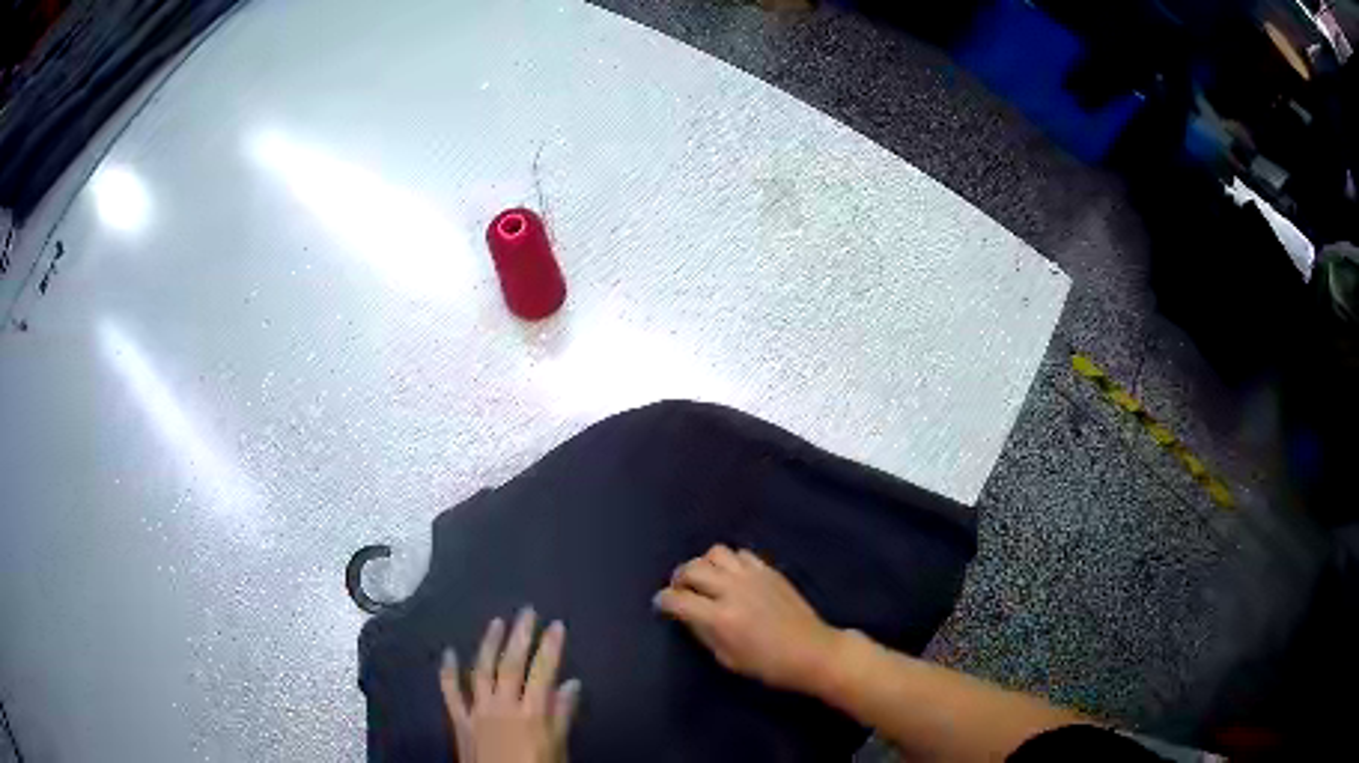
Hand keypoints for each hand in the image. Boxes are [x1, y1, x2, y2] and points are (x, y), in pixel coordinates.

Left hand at [439, 608, 580, 762]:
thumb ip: (562, 715)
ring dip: (489, 644)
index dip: (551, 647)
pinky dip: (448, 671)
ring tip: (497, 622)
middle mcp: (502, 706)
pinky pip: (451, 692)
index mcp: (531, 713)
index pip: (543, 672)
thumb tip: (572, 684)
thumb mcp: (557, 748)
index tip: (557, 625)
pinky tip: (449, 653)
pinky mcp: (459, 719)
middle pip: (511, 664)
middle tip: (527, 611)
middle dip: (521, 636)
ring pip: (482, 670)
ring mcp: (477, 710)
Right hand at [654, 545, 844, 694]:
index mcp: (720, 618)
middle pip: (692, 569)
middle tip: (680, 590)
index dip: (663, 601)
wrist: (812, 651)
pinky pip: (740, 553)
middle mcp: (733, 590)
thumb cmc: (768, 665)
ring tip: (706, 579)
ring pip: (715, 552)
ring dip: (704, 564)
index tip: (661, 604)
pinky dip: (729, 562)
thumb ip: (703, 633)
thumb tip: (687, 615)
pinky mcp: (769, 570)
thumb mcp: (727, 658)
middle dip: (679, 579)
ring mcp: (752, 576)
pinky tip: (732, 576)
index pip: (677, 599)